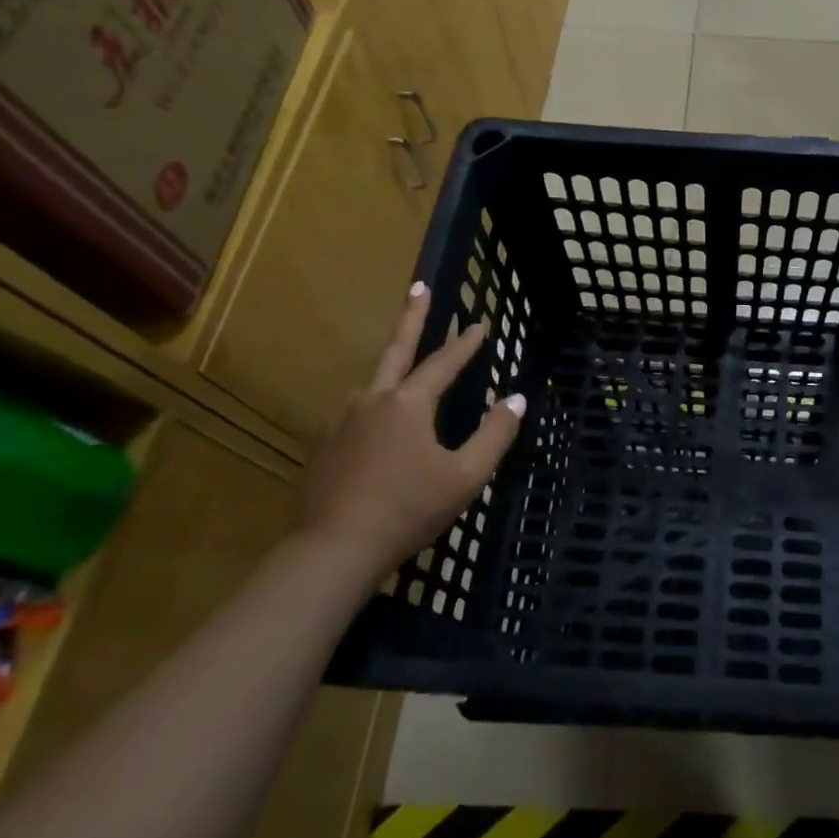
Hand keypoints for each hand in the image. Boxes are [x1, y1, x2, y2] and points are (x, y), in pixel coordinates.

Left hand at [298, 283, 523, 579]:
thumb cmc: (409, 509)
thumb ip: (494, 434)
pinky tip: (376, 425)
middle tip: (418, 286)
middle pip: (395, 350)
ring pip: (371, 384)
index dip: (465, 343)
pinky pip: (354, 414)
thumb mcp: (466, 475)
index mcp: (408, 404)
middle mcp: (372, 401)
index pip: (443, 363)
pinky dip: (373, 406)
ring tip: (403, 369)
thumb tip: (514, 398)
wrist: (334, 551)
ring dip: (390, 368)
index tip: (481, 323)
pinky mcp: (323, 447)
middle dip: (411, 316)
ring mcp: (341, 422)